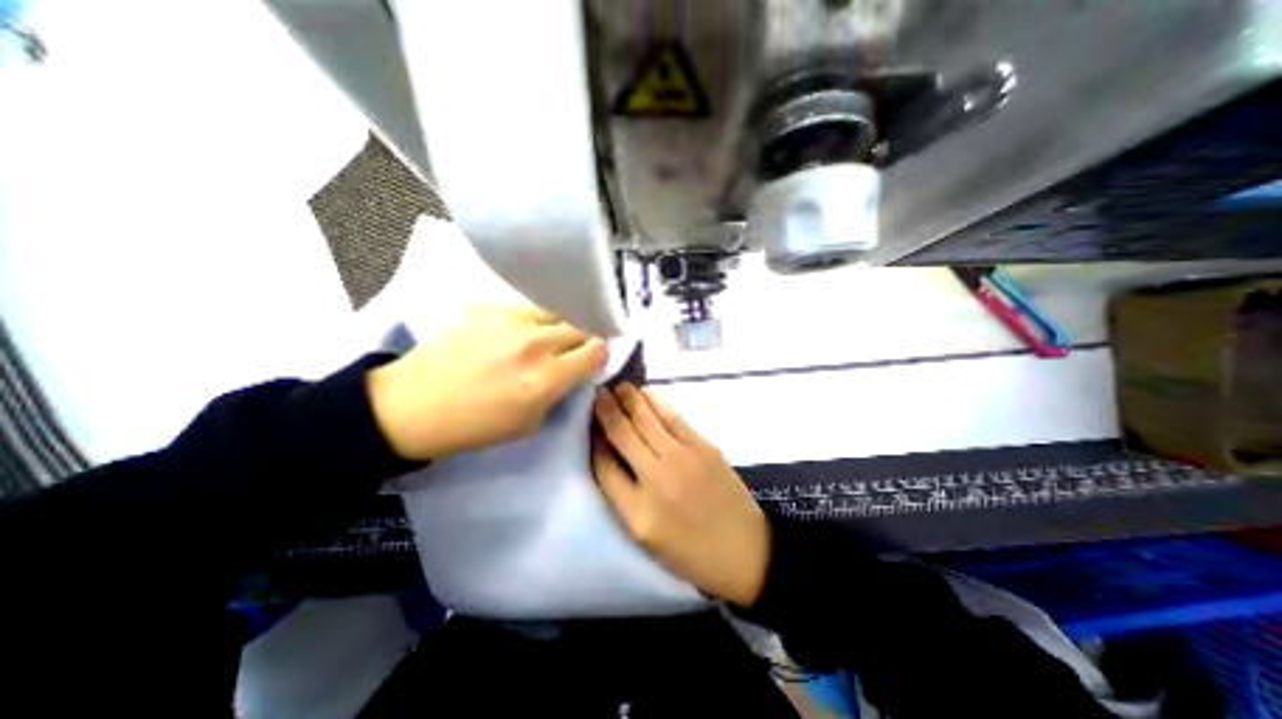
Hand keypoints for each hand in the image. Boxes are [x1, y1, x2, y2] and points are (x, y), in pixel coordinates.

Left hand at [368, 304, 606, 459]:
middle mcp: (535, 344)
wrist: (414, 404)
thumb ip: (558, 394)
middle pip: (581, 326)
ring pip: (557, 312)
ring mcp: (511, 321)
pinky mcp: (490, 308)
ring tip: (551, 336)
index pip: (596, 351)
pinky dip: (535, 319)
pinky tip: (521, 331)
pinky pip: (528, 308)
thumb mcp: (529, 424)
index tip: (596, 358)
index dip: (602, 353)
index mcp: (546, 378)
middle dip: (585, 338)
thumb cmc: (475, 425)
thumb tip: (572, 373)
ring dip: (561, 325)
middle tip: (576, 348)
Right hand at [593, 383, 769, 606]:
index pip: (604, 465)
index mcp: (637, 512)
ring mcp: (683, 459)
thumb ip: (622, 497)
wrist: (746, 551)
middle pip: (623, 435)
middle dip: (606, 410)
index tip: (587, 422)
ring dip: (629, 400)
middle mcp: (657, 479)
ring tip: (617, 387)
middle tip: (597, 391)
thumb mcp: (646, 538)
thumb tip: (608, 455)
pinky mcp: (704, 447)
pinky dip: (657, 403)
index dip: (593, 439)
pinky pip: (673, 418)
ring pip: (647, 420)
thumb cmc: (690, 552)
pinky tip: (646, 394)